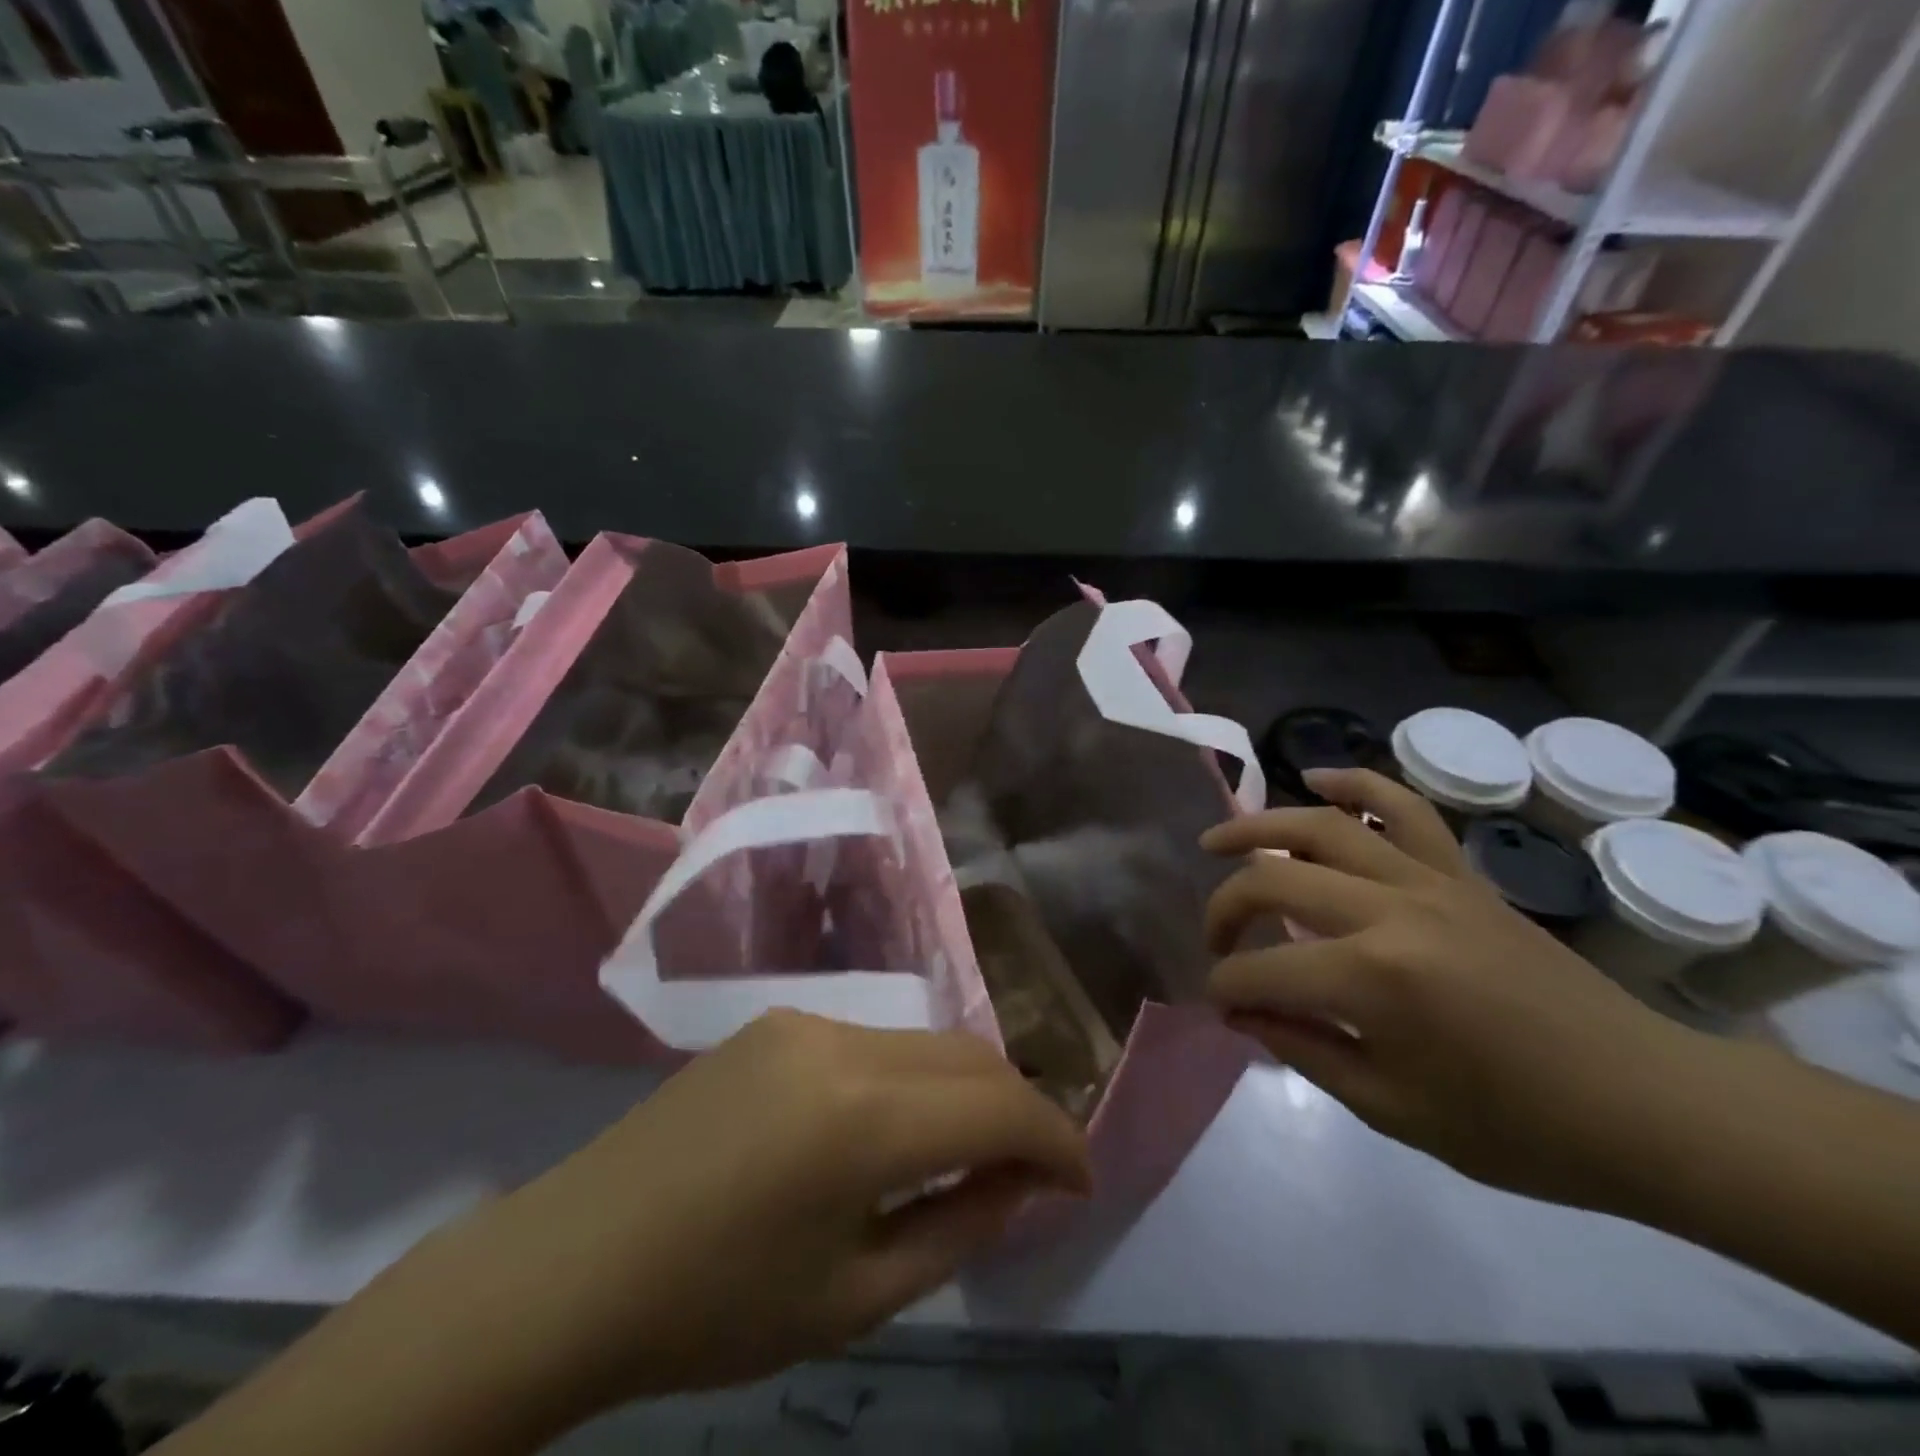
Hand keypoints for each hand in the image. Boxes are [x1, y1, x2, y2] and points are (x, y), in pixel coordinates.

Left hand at [417, 1011, 1089, 1407]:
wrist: (576, 1261)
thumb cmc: (714, 1308)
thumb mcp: (854, 1299)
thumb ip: (957, 1227)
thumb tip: (1020, 1182)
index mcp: (863, 1115)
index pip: (1000, 1104)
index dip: (1057, 1140)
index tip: (1080, 1183)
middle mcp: (844, 1041)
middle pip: (969, 1055)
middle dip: (1019, 1109)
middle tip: (1036, 1174)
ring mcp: (806, 1021)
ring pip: (925, 1043)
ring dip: (965, 1091)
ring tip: (971, 1155)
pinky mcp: (779, 1020)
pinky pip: (876, 1042)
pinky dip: (912, 1080)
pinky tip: (896, 1130)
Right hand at [1202, 768, 1699, 1212]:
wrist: (1647, 1105)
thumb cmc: (1520, 1128)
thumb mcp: (1393, 1110)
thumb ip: (1303, 1048)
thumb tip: (1242, 1011)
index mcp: (1375, 979)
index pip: (1263, 972)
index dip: (1228, 989)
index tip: (1222, 1008)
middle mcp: (1392, 911)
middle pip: (1275, 882)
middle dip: (1226, 910)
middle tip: (1216, 941)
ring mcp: (1429, 881)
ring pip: (1323, 826)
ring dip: (1258, 826)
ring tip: (1217, 840)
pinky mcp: (1459, 873)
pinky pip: (1403, 807)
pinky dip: (1355, 782)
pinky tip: (1314, 778)